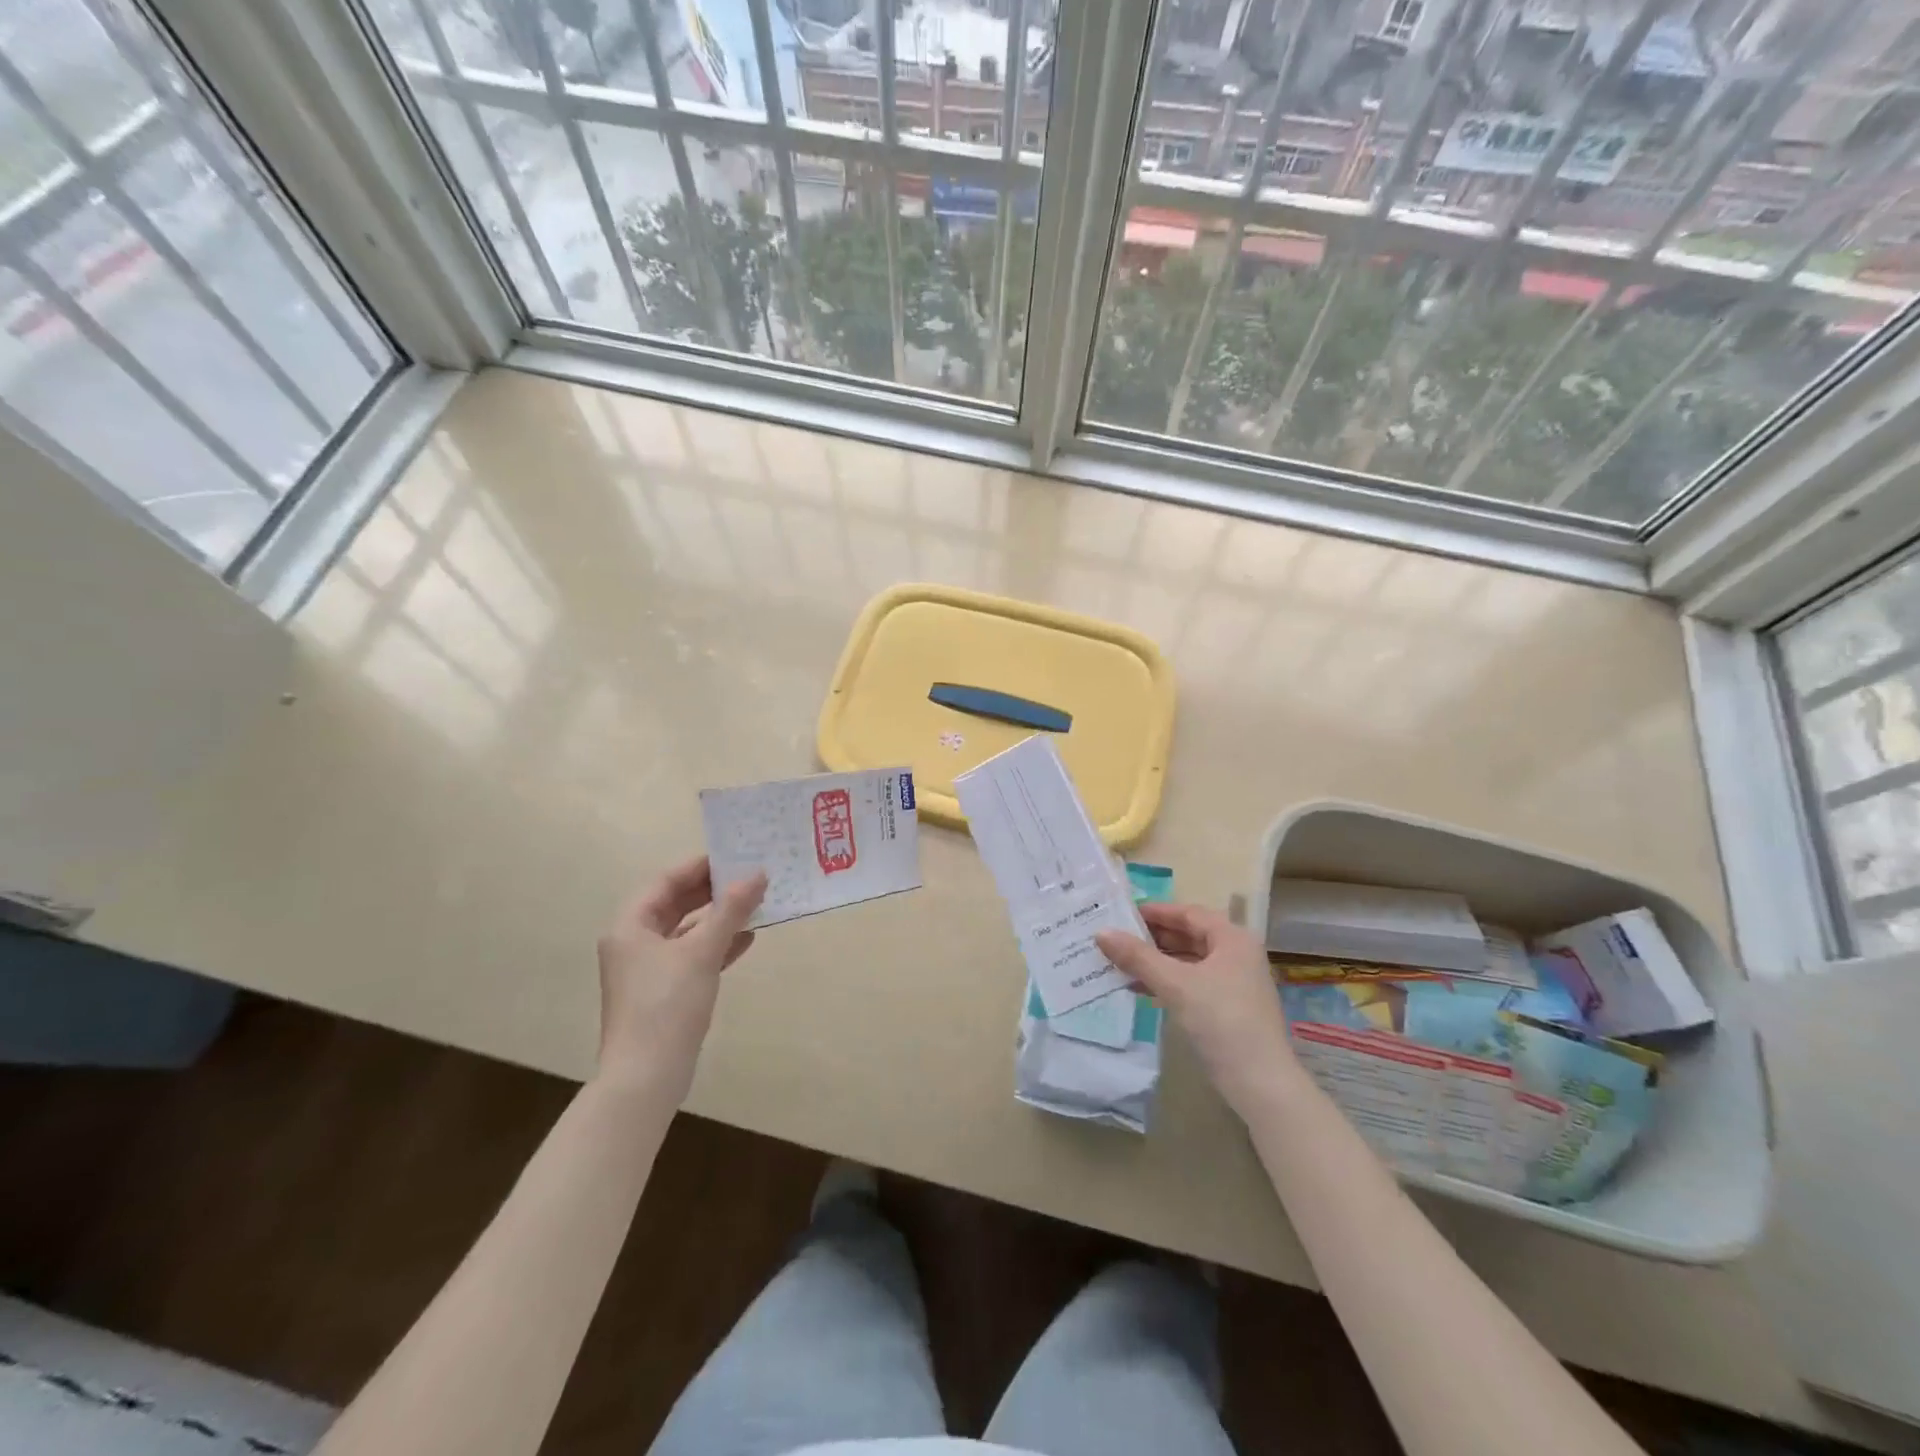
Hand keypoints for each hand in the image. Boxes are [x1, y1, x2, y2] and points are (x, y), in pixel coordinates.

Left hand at [595, 857, 765, 1100]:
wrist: (646, 1076)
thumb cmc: (667, 1004)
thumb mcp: (702, 952)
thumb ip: (731, 910)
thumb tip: (757, 874)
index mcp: (630, 926)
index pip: (665, 881)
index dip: (699, 866)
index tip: (735, 855)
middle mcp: (634, 942)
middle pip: (675, 903)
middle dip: (712, 891)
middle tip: (749, 876)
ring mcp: (648, 969)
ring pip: (686, 930)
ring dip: (718, 918)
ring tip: (755, 903)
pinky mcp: (664, 991)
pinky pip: (692, 955)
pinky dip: (716, 945)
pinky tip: (746, 940)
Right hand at [1095, 902, 1297, 1115]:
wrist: (1259, 1082)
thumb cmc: (1221, 1020)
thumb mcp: (1176, 984)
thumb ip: (1138, 956)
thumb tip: (1101, 933)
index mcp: (1232, 939)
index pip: (1188, 913)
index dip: (1155, 911)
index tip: (1122, 912)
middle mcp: (1236, 955)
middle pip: (1188, 936)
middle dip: (1152, 937)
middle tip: (1116, 936)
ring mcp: (1233, 982)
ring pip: (1187, 961)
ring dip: (1156, 961)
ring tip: (1119, 961)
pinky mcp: (1226, 1007)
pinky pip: (1190, 983)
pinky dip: (1166, 981)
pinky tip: (1138, 988)